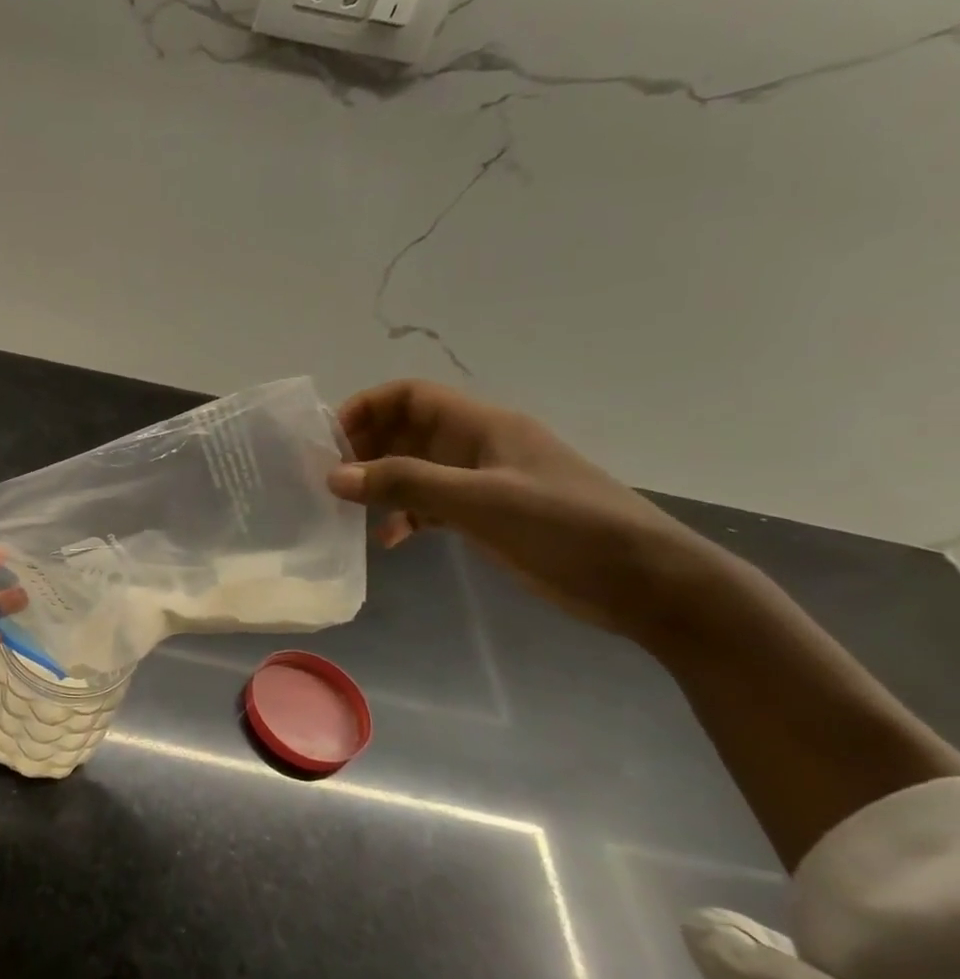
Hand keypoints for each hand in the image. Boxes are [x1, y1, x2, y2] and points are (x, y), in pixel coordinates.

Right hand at [325, 380, 722, 635]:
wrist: (647, 582)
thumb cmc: (567, 529)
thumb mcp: (480, 502)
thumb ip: (406, 485)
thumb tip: (334, 475)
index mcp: (482, 426)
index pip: (410, 395)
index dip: (367, 407)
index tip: (331, 442)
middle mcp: (477, 446)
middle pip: (406, 430)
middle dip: (365, 448)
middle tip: (330, 481)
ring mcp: (484, 482)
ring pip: (415, 469)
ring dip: (381, 484)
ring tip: (349, 510)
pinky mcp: (489, 515)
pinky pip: (431, 504)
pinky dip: (405, 516)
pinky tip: (389, 540)